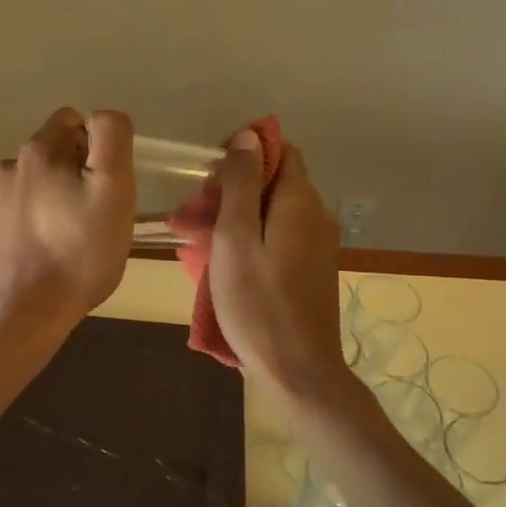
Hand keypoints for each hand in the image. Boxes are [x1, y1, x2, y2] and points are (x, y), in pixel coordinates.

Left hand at [0, 108, 135, 338]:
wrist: (27, 313)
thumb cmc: (79, 252)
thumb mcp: (114, 191)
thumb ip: (111, 139)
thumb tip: (102, 118)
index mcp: (36, 153)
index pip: (70, 122)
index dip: (94, 147)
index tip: (102, 184)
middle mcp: (6, 170)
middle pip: (50, 155)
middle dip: (72, 175)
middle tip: (90, 216)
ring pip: (30, 187)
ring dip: (48, 201)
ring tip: (66, 239)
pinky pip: (13, 216)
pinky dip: (29, 225)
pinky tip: (41, 254)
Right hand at [207, 131, 353, 400]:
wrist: (298, 370)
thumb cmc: (258, 303)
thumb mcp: (236, 238)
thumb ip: (242, 184)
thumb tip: (250, 136)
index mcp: (299, 202)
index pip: (280, 151)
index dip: (245, 152)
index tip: (210, 174)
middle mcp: (315, 215)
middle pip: (272, 182)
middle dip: (230, 189)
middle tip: (189, 215)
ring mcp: (315, 244)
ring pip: (271, 211)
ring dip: (233, 216)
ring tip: (192, 239)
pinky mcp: (310, 268)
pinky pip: (277, 236)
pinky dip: (248, 238)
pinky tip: (219, 260)